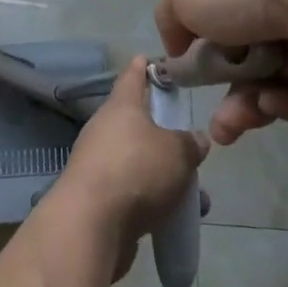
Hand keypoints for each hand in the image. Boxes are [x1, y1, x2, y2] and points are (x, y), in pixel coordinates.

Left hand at [56, 58, 207, 281]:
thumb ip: (190, 143)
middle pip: (138, 123)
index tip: (156, 61)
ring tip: (196, 196)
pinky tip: (177, 221)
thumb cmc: (136, 171)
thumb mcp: (177, 153)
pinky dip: (154, 200)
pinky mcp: (97, 197)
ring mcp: (98, 163)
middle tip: (191, 144)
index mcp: (122, 105)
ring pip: (138, 161)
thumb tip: (197, 138)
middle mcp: (105, 128)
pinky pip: (132, 191)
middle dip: (165, 135)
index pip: (133, 74)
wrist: (90, 225)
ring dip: (164, 175)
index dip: (145, 66)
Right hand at [157, 0, 287, 146]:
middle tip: (220, 126)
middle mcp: (272, 1)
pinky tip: (273, 102)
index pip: (216, 15)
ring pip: (272, 80)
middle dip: (227, 94)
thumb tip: (179, 48)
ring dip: (249, 107)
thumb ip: (171, 19)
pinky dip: (285, 102)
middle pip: (244, 57)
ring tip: (236, 125)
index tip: (191, 75)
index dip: (201, 48)